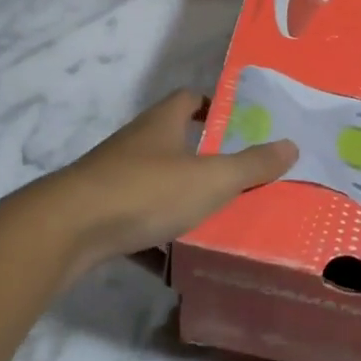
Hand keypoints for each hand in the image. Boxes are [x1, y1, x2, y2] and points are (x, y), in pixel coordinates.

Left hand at [48, 90, 295, 277]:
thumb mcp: (210, 179)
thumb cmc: (146, 191)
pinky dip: (155, 236)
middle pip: (174, 140)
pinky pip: (136, 219)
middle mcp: (136, 143)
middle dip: (204, 158)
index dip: (215, 106)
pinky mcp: (99, 211)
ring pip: (156, 182)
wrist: (69, 229)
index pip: (190, 98)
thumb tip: (290, 145)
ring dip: (181, 198)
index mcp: (162, 123)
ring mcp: (114, 176)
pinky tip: (174, 261)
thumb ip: (251, 164)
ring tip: (215, 220)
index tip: (240, 125)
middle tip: (239, 177)